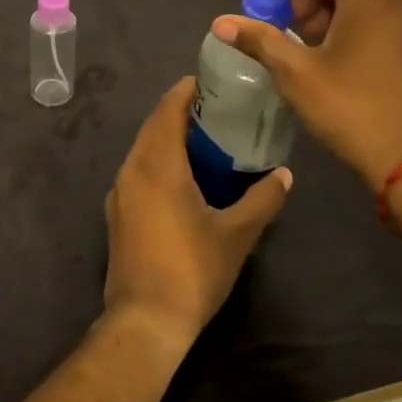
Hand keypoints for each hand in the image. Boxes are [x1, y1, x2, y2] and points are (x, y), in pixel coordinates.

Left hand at [103, 78, 290, 352]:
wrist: (144, 320)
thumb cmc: (192, 270)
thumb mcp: (236, 235)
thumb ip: (262, 200)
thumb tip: (285, 175)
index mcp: (157, 164)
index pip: (167, 110)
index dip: (185, 91)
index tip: (208, 81)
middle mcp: (132, 169)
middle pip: (153, 126)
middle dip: (178, 112)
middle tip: (214, 109)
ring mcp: (119, 192)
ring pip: (142, 150)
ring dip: (167, 138)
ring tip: (202, 140)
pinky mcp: (117, 214)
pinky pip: (137, 172)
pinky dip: (157, 161)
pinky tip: (182, 178)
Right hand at [212, 0, 401, 190]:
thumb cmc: (354, 110)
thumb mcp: (297, 74)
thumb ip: (259, 40)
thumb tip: (220, 23)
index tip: (270, 3)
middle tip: (284, 27)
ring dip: (327, 9)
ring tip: (305, 47)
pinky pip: (381, 15)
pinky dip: (352, 23)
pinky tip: (333, 60)